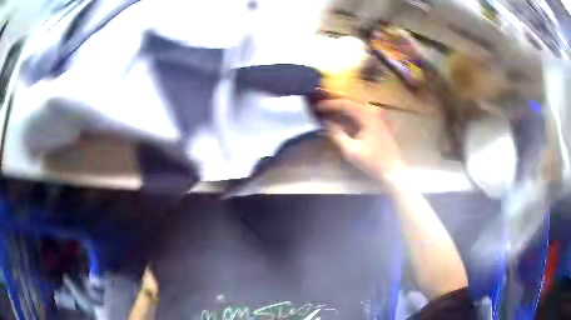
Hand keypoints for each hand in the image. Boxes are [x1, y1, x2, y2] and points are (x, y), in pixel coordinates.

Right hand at [317, 99, 405, 180]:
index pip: (346, 104)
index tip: (317, 107)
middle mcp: (373, 112)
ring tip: (330, 112)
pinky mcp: (379, 123)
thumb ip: (337, 135)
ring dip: (343, 109)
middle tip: (322, 107)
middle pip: (351, 103)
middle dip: (335, 104)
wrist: (393, 170)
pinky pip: (362, 113)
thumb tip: (327, 123)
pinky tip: (344, 120)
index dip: (330, 104)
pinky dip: (351, 115)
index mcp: (367, 116)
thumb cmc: (372, 162)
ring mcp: (378, 117)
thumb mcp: (351, 151)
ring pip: (357, 107)